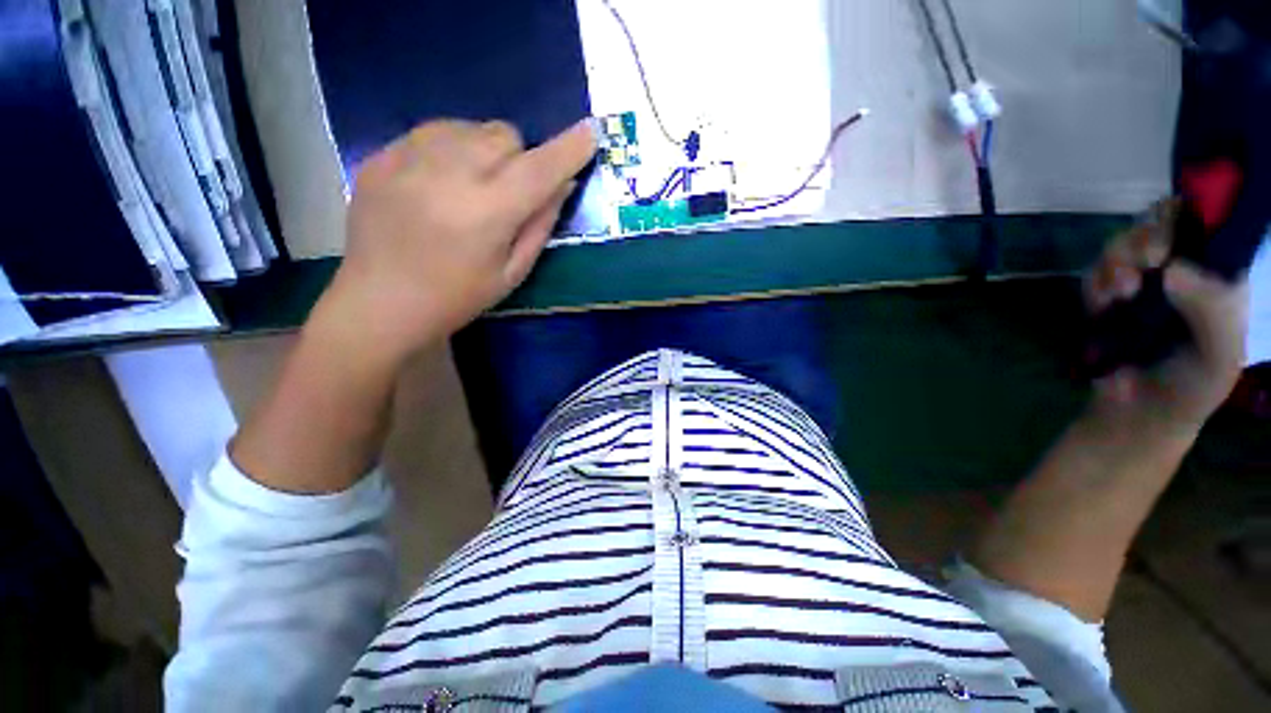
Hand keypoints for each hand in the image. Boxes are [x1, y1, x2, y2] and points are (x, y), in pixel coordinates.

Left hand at [321, 118, 595, 360]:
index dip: (569, 149)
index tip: (590, 132)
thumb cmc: (457, 297)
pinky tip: (439, 182)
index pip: (539, 170)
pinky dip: (451, 149)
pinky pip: (433, 131)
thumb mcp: (512, 272)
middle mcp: (448, 175)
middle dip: (520, 157)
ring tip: (473, 185)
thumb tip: (563, 184)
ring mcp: (407, 159)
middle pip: (504, 135)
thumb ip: (540, 225)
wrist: (380, 303)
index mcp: (486, 214)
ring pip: (469, 126)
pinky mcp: (381, 155)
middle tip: (510, 191)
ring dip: (485, 149)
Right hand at [1085, 201, 1250, 431]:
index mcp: (1220, 274)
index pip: (1209, 220)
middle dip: (1143, 239)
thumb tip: (1172, 270)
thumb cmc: (1192, 387)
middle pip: (1159, 223)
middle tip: (1142, 265)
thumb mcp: (1219, 356)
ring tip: (1118, 296)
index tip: (1169, 243)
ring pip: (1121, 244)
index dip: (1187, 217)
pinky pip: (1093, 273)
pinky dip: (1093, 285)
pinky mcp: (1107, 297)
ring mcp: (1142, 282)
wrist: (1140, 414)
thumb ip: (1211, 313)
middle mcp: (1183, 269)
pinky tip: (1101, 306)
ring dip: (1114, 264)